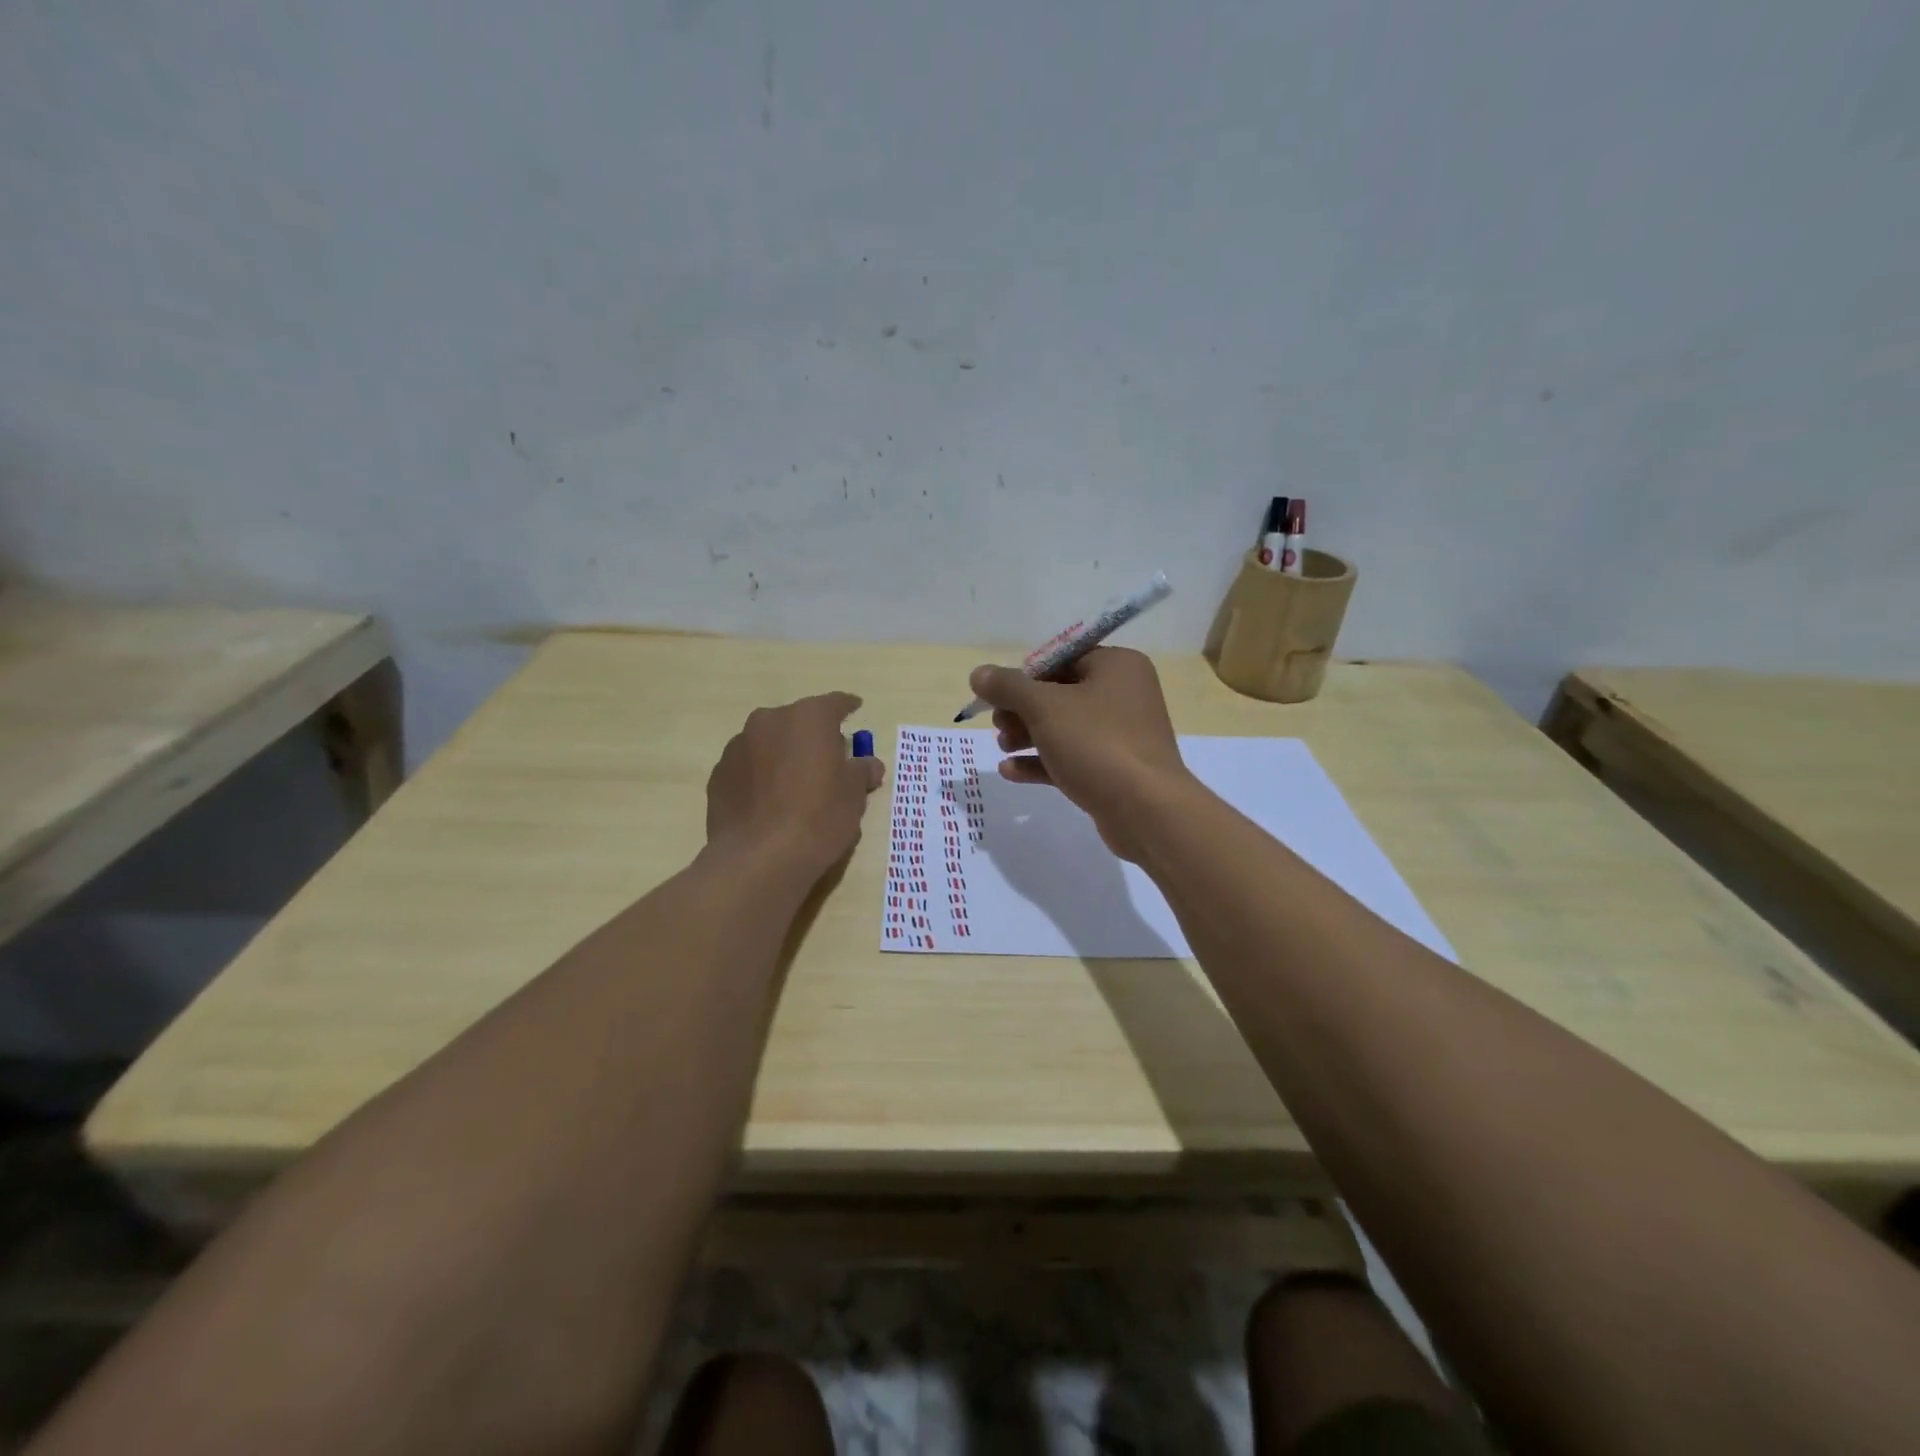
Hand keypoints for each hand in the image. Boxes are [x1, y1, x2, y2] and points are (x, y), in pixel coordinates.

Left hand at [705, 692, 884, 877]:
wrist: (759, 858)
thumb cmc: (818, 818)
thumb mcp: (854, 795)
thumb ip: (861, 771)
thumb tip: (869, 765)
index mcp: (808, 718)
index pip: (835, 703)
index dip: (847, 707)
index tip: (855, 709)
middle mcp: (769, 721)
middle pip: (798, 721)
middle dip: (812, 735)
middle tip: (827, 759)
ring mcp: (738, 746)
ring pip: (768, 742)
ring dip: (783, 754)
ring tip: (794, 785)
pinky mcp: (718, 775)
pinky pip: (748, 767)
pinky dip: (760, 776)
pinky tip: (769, 802)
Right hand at [967, 648, 1195, 860]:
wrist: (1146, 810)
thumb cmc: (1097, 744)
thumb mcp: (1044, 707)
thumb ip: (1008, 687)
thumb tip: (979, 673)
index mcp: (1117, 666)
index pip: (1062, 658)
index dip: (1025, 676)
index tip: (997, 697)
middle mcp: (1124, 694)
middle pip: (1060, 693)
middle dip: (1022, 710)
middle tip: (998, 726)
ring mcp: (1122, 735)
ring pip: (1065, 728)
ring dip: (1028, 735)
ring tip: (1002, 747)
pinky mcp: (1115, 770)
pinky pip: (1073, 757)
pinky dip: (1042, 762)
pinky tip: (1010, 771)